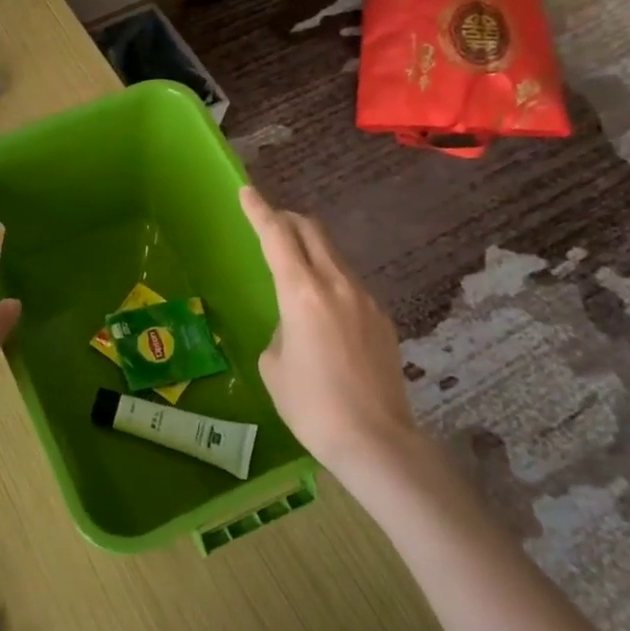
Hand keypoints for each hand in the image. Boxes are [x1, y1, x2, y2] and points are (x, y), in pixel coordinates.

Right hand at [241, 186, 442, 494]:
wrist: (376, 440)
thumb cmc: (310, 406)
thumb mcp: (273, 365)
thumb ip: (280, 329)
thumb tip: (294, 324)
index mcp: (302, 294)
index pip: (277, 236)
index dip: (258, 210)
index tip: (246, 190)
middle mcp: (337, 285)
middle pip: (312, 232)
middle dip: (287, 220)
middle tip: (269, 223)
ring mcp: (366, 300)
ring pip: (334, 256)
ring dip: (310, 250)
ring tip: (294, 270)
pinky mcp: (382, 319)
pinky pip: (350, 285)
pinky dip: (329, 280)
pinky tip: (323, 313)